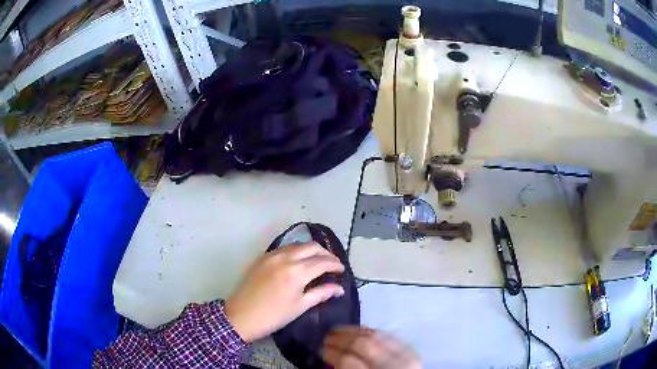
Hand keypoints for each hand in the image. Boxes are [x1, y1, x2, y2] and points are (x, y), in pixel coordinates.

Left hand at [224, 242, 344, 342]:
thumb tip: (339, 288)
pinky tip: (298, 261)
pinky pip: (283, 248)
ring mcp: (271, 255)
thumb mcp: (300, 306)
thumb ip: (321, 293)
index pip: (322, 261)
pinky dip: (295, 251)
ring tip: (317, 261)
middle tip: (332, 264)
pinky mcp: (262, 257)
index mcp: (297, 271)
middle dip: (325, 253)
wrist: (241, 316)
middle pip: (311, 246)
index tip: (342, 270)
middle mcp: (285, 257)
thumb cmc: (273, 316)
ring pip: (296, 245)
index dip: (335, 264)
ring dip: (310, 250)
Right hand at [322, 326, 420, 368]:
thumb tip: (331, 359)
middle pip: (363, 344)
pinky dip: (372, 332)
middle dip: (341, 338)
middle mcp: (392, 365)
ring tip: (338, 330)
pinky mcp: (411, 351)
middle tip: (326, 337)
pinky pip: (389, 335)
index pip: (348, 361)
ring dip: (355, 331)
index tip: (321, 350)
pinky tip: (360, 331)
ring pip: (377, 335)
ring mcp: (404, 356)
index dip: (332, 353)